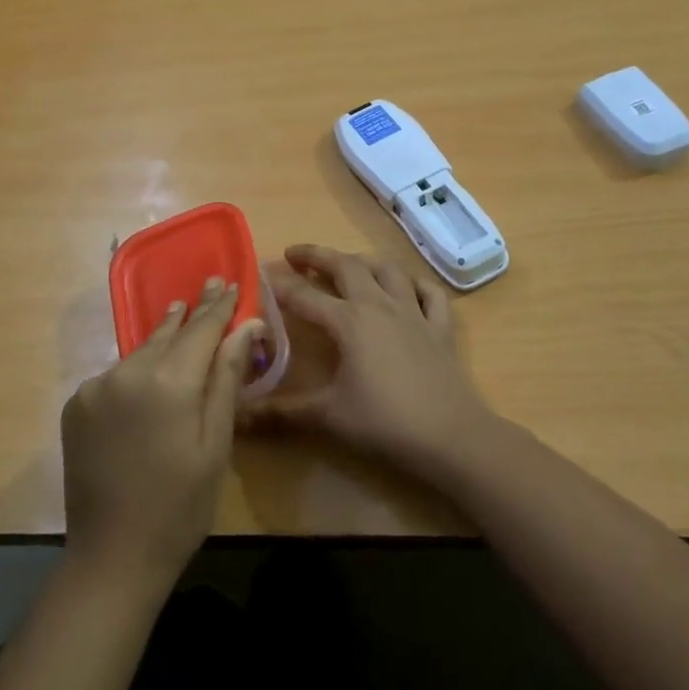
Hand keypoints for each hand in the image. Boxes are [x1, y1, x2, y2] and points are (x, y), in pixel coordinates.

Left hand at [62, 279, 262, 591]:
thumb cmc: (181, 504)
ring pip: (141, 352)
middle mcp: (128, 372)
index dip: (218, 306)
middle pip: (168, 334)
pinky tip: (148, 372)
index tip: (229, 281)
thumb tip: (247, 325)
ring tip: (179, 313)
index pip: (201, 329)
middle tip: (209, 285)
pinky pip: (116, 375)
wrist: (112, 557)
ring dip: (163, 337)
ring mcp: (96, 387)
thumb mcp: (216, 442)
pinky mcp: (77, 404)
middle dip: (192, 313)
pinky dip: (136, 368)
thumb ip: (227, 378)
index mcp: (168, 381)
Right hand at [243, 244, 495, 478]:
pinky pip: (429, 293)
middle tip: (295, 254)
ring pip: (387, 270)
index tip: (260, 275)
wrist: (450, 435)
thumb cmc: (385, 422)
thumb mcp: (328, 417)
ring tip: (348, 264)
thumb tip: (238, 417)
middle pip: (346, 267)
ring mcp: (413, 312)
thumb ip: (282, 413)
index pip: (305, 296)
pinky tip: (406, 288)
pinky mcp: (440, 327)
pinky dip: (415, 284)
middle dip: (318, 255)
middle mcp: (379, 305)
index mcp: (349, 321)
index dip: (280, 285)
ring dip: (363, 261)